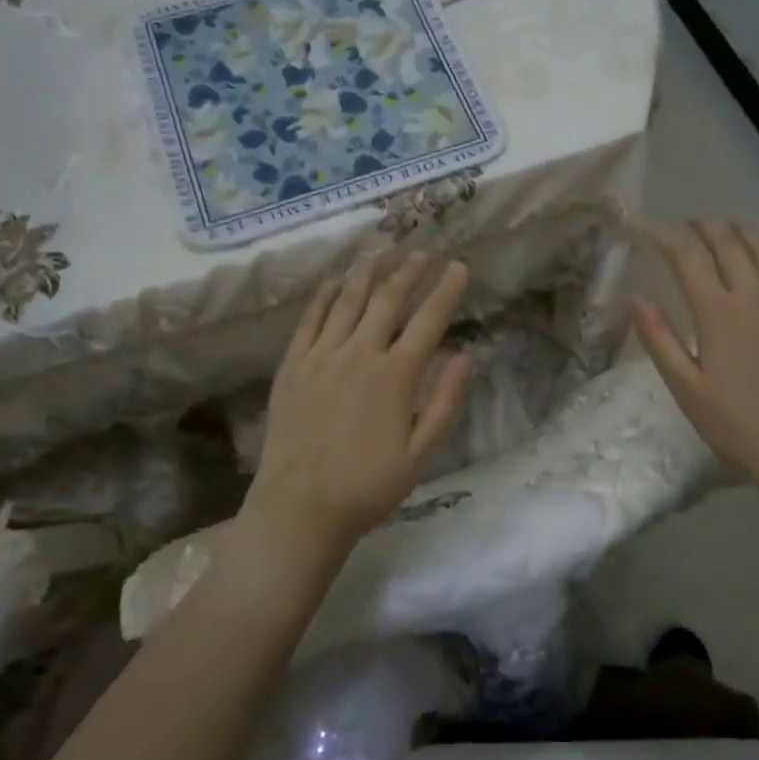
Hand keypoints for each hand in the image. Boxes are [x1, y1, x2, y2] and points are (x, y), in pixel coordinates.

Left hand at [240, 253, 472, 561]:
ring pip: (347, 300)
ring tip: (381, 253)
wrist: (300, 506)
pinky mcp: (292, 365)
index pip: (428, 321)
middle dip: (408, 272)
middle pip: (387, 300)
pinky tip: (333, 281)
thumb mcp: (422, 453)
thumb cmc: (368, 485)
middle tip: (422, 253)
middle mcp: (359, 353)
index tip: (459, 267)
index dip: (446, 291)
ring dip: (367, 273)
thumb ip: (445, 401)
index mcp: (395, 375)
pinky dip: (324, 295)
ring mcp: (321, 356)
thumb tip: (465, 355)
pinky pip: (310, 319)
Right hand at [633, 220, 758, 497]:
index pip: (687, 257)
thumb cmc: (736, 423)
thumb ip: (659, 339)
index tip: (645, 229)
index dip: (664, 237)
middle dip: (704, 226)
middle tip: (687, 224)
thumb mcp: (686, 388)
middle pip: (728, 242)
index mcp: (718, 312)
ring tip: (724, 229)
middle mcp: (754, 295)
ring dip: (740, 232)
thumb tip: (636, 298)